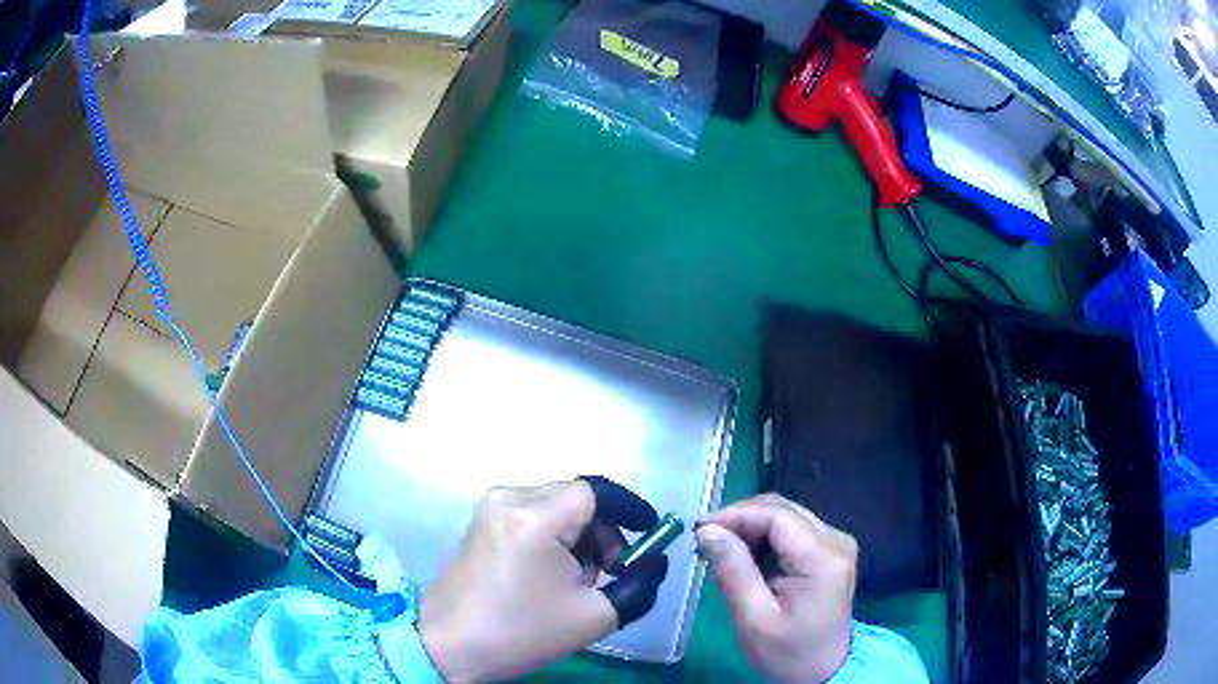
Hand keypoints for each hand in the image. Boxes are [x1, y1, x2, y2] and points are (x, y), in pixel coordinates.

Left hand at [418, 477, 668, 681]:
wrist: (451, 646)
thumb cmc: (521, 632)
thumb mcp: (594, 616)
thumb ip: (638, 584)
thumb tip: (655, 561)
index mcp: (535, 518)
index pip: (596, 493)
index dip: (628, 510)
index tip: (648, 533)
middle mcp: (508, 499)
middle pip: (575, 499)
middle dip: (602, 532)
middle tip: (609, 572)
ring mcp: (488, 508)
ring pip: (554, 506)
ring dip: (577, 536)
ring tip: (577, 580)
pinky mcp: (480, 522)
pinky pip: (531, 515)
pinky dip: (553, 537)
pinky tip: (550, 573)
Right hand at [697, 494, 857, 683]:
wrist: (825, 669)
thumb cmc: (789, 652)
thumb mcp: (754, 620)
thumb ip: (733, 572)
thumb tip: (707, 531)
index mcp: (823, 558)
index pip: (776, 515)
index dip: (735, 515)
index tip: (699, 530)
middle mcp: (835, 540)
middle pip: (782, 509)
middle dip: (739, 518)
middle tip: (705, 540)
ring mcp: (836, 543)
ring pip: (786, 515)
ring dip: (750, 526)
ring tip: (720, 549)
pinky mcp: (830, 550)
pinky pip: (792, 529)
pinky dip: (763, 536)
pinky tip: (744, 556)